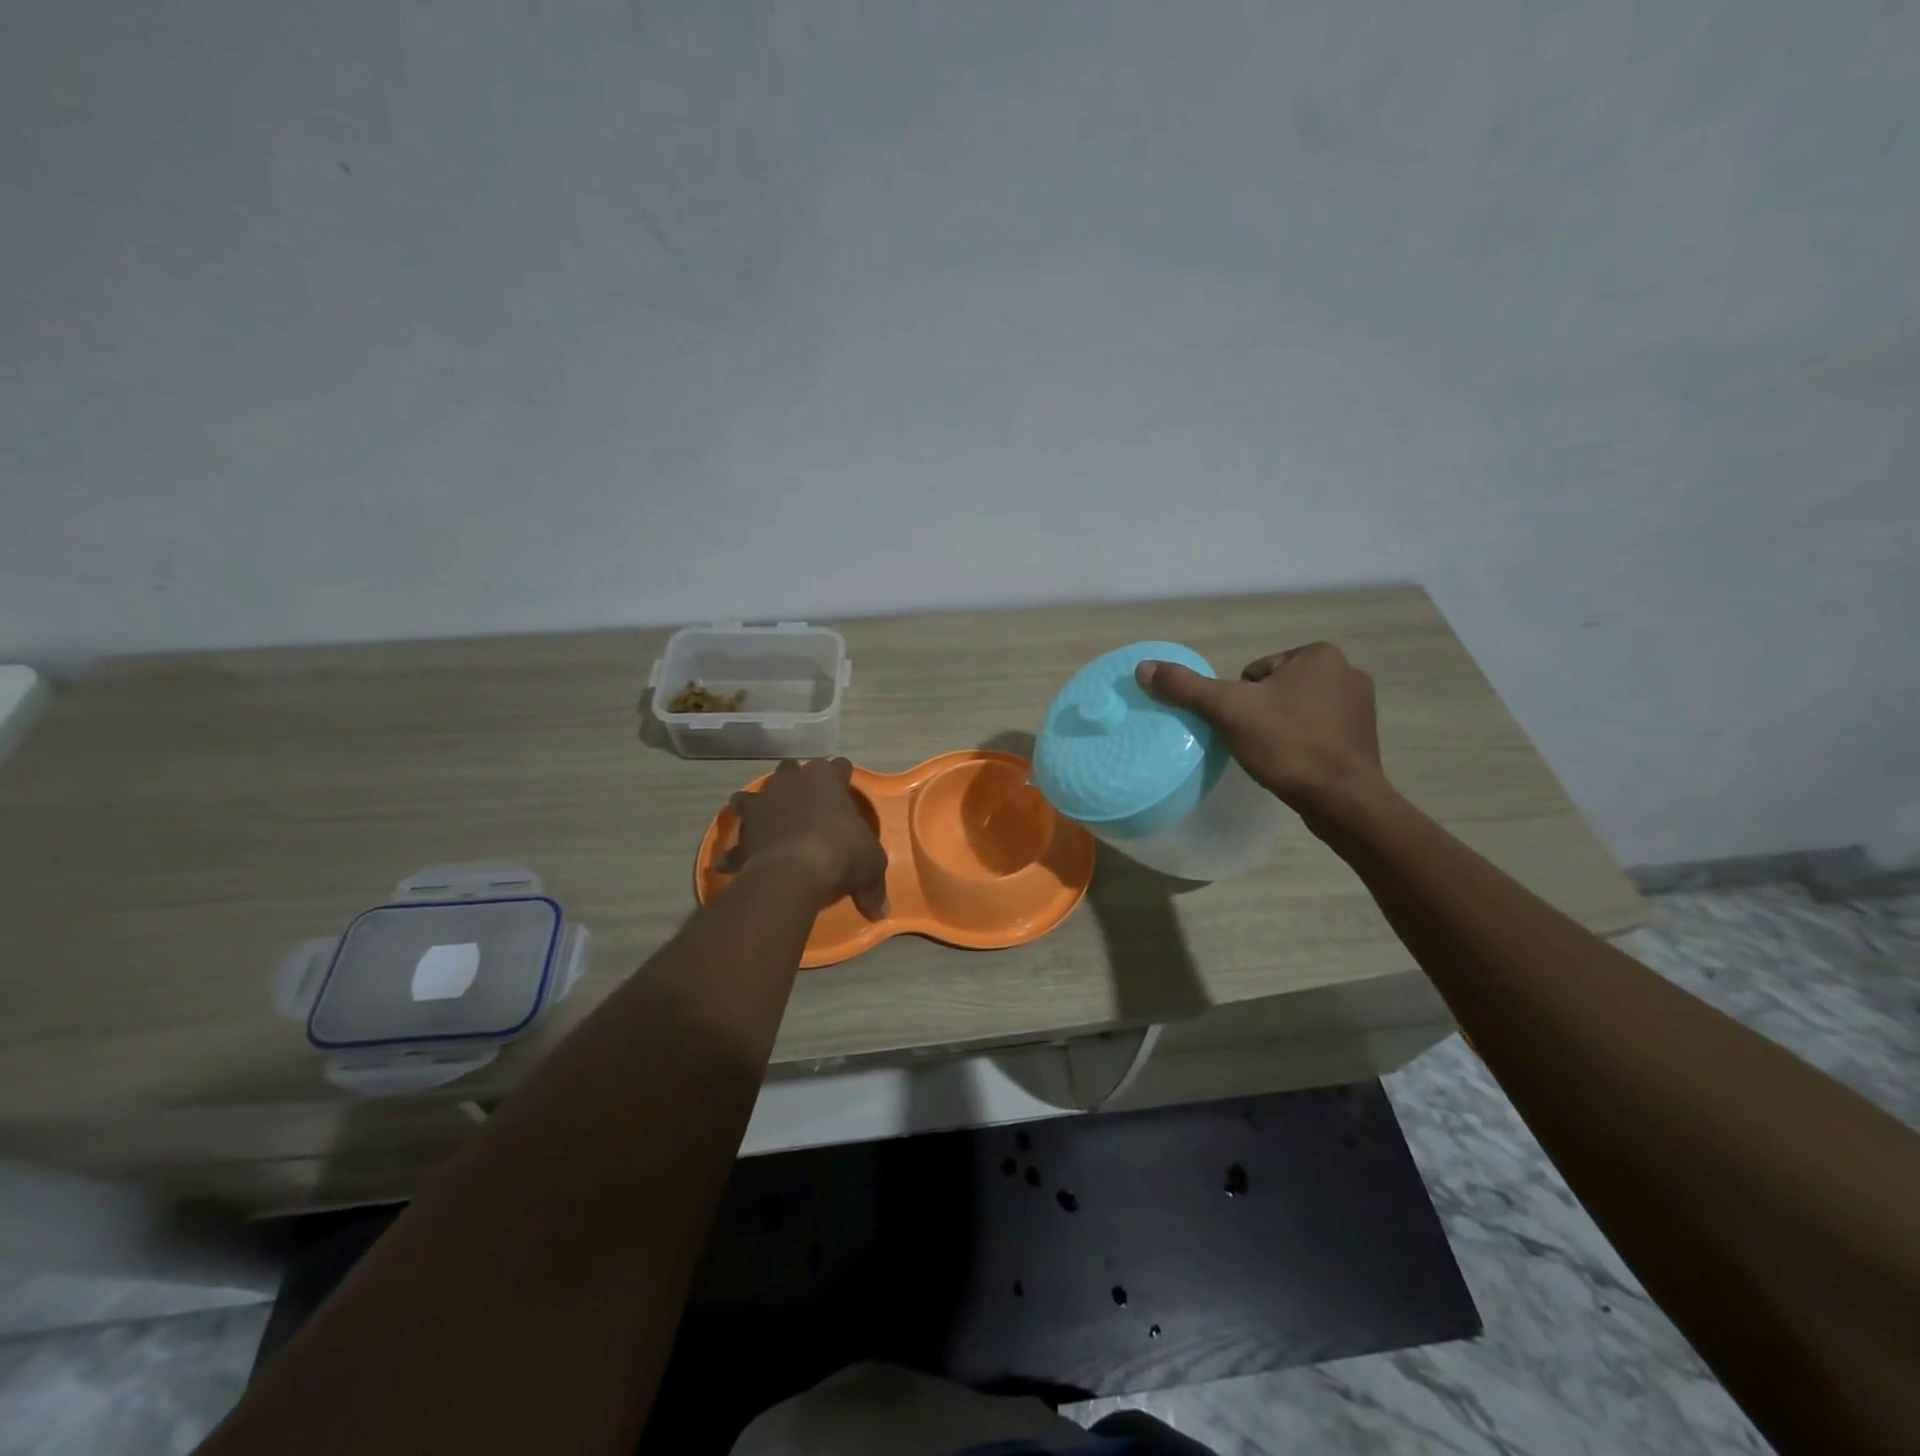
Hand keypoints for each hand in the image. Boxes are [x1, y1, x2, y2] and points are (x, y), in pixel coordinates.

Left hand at [720, 758, 889, 918]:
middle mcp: (791, 782)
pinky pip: (735, 842)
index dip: (842, 776)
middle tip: (805, 802)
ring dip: (758, 806)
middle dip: (796, 781)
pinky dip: (736, 851)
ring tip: (765, 822)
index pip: (838, 766)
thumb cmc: (840, 853)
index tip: (845, 786)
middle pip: (791, 769)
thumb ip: (874, 885)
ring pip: (751, 795)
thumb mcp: (871, 866)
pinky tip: (735, 865)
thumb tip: (881, 911)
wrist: (792, 871)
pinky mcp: (742, 831)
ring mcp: (762, 803)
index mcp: (826, 779)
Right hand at [1134, 642, 1384, 818]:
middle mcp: (1346, 671)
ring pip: (1294, 710)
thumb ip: (1186, 687)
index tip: (1245, 726)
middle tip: (1257, 742)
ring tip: (1275, 755)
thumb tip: (1143, 668)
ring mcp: (1360, 705)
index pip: (1254, 672)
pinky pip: (1316, 731)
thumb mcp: (1227, 710)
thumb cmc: (1287, 745)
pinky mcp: (1363, 736)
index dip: (1240, 700)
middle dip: (1260, 713)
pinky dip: (1301, 743)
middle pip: (1274, 689)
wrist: (1342, 799)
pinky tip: (1295, 764)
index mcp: (1319, 654)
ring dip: (1280, 728)